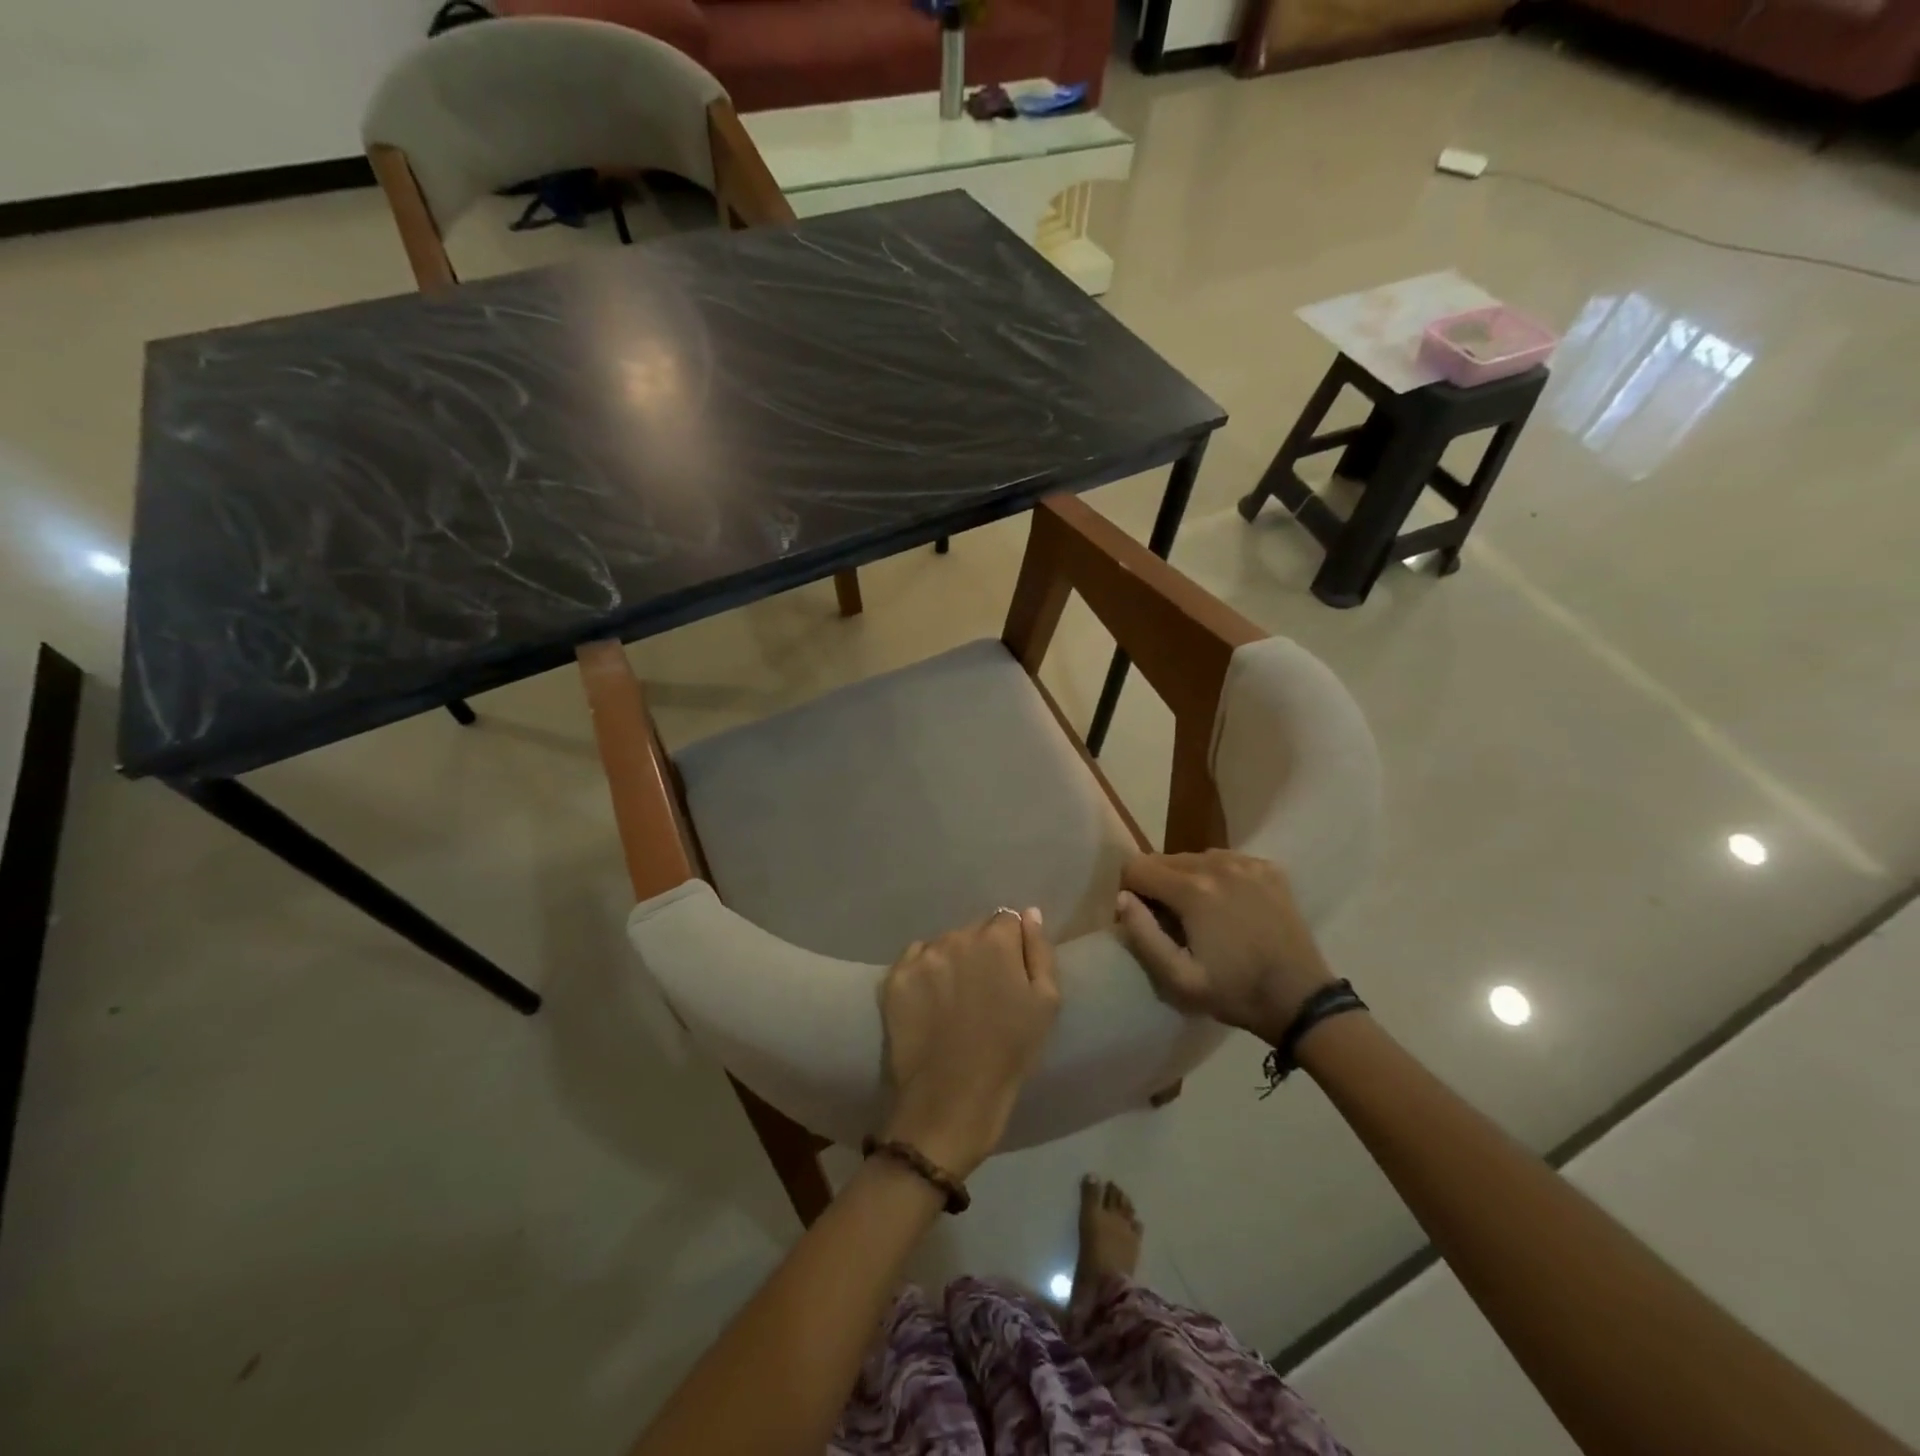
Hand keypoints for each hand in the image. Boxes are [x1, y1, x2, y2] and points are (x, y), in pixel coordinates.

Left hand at [879, 908, 1059, 1180]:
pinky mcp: (894, 978)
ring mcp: (922, 957)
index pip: (1006, 920)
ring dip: (952, 962)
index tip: (1010, 974)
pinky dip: (924, 973)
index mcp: (995, 940)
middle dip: (981, 952)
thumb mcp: (1046, 1004)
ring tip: (955, 1000)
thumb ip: (1039, 951)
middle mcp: (956, 937)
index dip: (1011, 946)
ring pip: (943, 945)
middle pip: (973, 931)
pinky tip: (930, 1002)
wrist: (951, 1100)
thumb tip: (1029, 913)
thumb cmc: (1009, 1054)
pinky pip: (914, 960)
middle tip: (984, 992)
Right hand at [1114, 850, 1334, 1043]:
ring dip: (1186, 880)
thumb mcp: (1178, 979)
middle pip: (1163, 859)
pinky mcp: (1269, 869)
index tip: (1142, 920)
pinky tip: (1230, 907)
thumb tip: (1123, 898)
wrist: (1301, 1000)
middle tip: (1171, 923)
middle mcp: (1217, 864)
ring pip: (1194, 858)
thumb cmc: (1235, 992)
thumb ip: (1142, 935)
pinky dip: (1218, 877)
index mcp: (1192, 889)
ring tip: (1201, 915)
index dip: (1129, 892)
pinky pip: (1226, 860)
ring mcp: (1247, 863)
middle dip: (1157, 886)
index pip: (1136, 867)